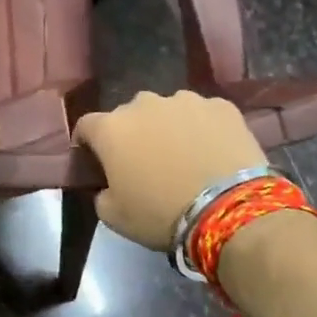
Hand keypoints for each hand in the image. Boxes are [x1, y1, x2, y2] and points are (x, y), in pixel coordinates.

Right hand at [73, 91, 266, 251]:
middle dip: (132, 134)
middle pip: (129, 115)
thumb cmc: (161, 214)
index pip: (87, 126)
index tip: (96, 162)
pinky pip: (203, 115)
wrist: (229, 210)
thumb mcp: (114, 216)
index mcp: (111, 128)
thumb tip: (108, 186)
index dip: (88, 143)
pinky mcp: (221, 106)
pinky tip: (213, 152)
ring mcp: (185, 100)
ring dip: (168, 128)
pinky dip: (203, 128)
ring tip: (184, 156)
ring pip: (168, 111)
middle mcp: (143, 104)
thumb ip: (101, 193)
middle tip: (145, 163)